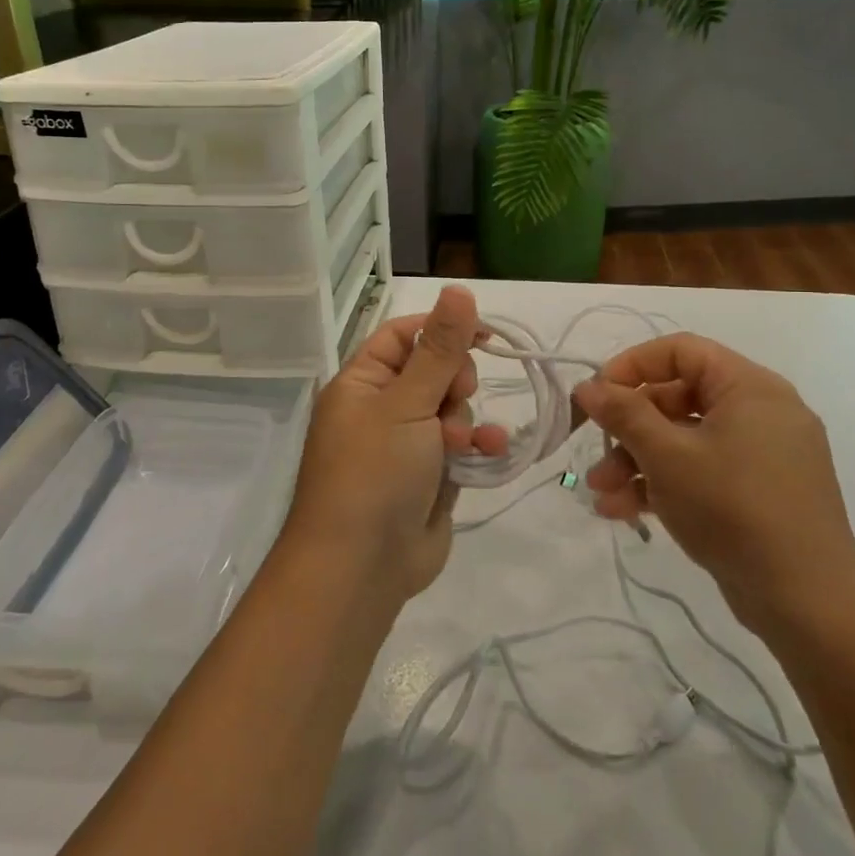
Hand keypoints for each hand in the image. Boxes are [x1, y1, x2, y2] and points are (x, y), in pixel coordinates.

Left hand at [283, 286, 507, 601]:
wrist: (362, 567)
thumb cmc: (374, 472)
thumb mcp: (407, 403)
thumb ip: (440, 348)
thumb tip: (458, 288)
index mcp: (362, 383)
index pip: (404, 335)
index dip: (443, 328)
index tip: (485, 333)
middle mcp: (381, 408)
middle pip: (434, 371)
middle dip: (454, 384)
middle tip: (453, 401)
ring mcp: (406, 445)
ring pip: (452, 410)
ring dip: (466, 421)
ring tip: (458, 446)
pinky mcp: (429, 477)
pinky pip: (461, 448)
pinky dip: (477, 448)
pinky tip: (492, 452)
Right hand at [573, 334, 854, 645]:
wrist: (808, 603)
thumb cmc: (734, 509)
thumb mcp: (668, 457)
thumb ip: (624, 414)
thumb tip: (588, 386)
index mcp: (750, 387)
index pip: (681, 351)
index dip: (632, 366)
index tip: (597, 396)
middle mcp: (762, 411)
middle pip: (679, 398)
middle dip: (629, 429)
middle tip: (595, 455)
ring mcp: (764, 454)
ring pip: (687, 440)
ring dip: (639, 462)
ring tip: (602, 495)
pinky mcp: (762, 492)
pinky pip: (705, 470)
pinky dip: (667, 484)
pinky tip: (627, 512)